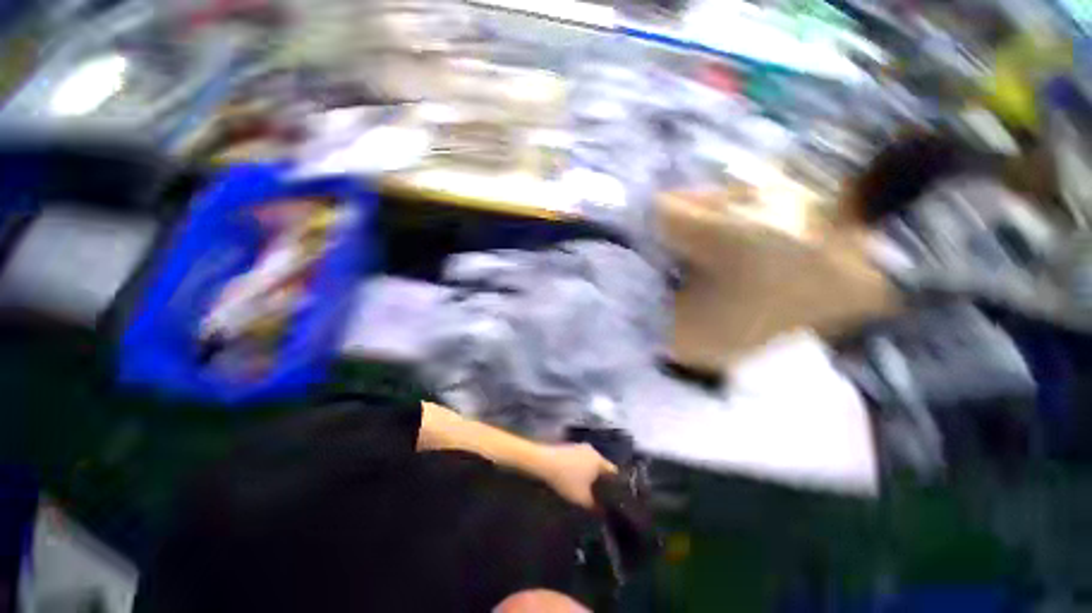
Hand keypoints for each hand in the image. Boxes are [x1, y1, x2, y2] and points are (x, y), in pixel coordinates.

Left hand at [540, 443, 617, 510]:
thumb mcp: (583, 499)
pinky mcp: (570, 447)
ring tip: (586, 489)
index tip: (613, 497)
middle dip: (601, 481)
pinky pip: (581, 460)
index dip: (615, 486)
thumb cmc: (567, 479)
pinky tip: (574, 479)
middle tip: (600, 495)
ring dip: (590, 474)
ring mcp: (580, 447)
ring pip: (590, 463)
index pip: (613, 473)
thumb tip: (604, 512)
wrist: (544, 462)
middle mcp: (593, 450)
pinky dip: (580, 469)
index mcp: (599, 460)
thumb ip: (596, 507)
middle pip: (602, 467)